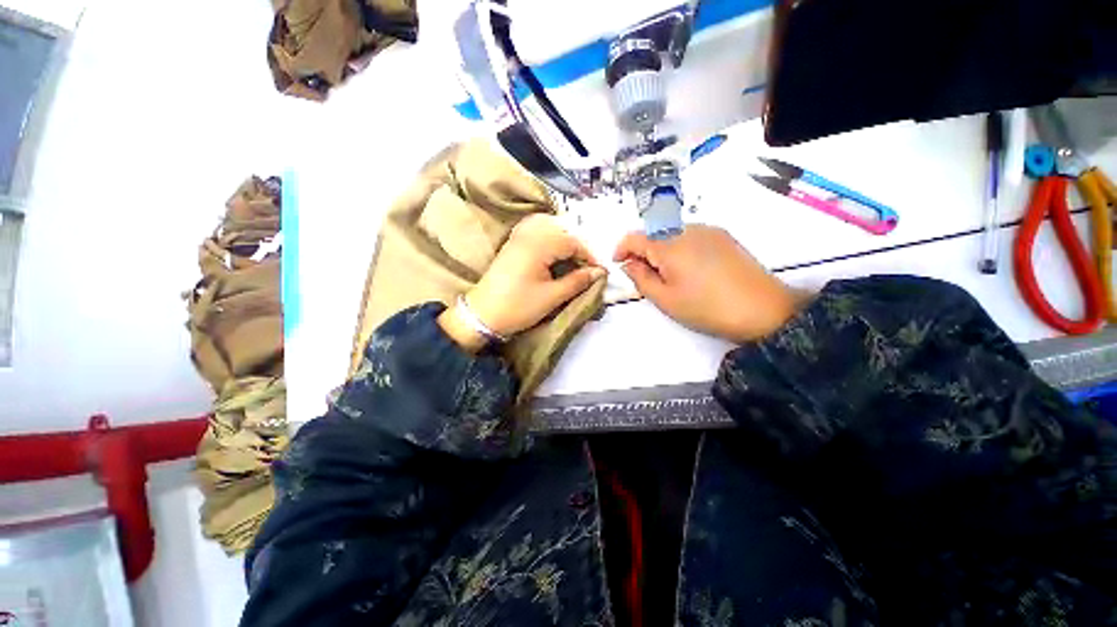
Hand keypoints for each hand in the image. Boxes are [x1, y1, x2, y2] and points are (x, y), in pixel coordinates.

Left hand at [439, 215, 605, 351]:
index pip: (573, 242)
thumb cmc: (518, 307)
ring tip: (573, 263)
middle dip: (578, 249)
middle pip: (562, 233)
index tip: (599, 272)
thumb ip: (577, 281)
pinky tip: (554, 256)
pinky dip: (550, 242)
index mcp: (538, 245)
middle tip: (587, 269)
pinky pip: (536, 234)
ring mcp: (518, 238)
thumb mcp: (552, 297)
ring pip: (549, 230)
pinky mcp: (512, 245)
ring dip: (565, 244)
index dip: (589, 256)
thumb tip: (599, 273)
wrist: (483, 315)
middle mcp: (528, 235)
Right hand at [614, 225, 801, 341]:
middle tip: (645, 276)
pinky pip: (691, 236)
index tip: (619, 264)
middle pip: (654, 233)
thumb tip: (629, 264)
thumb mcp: (665, 299)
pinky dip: (680, 248)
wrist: (763, 310)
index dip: (622, 249)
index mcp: (669, 245)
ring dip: (662, 249)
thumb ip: (640, 278)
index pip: (635, 237)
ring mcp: (709, 231)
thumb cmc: (706, 308)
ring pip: (673, 233)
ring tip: (670, 275)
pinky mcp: (724, 236)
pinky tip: (690, 269)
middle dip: (643, 251)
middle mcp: (687, 229)